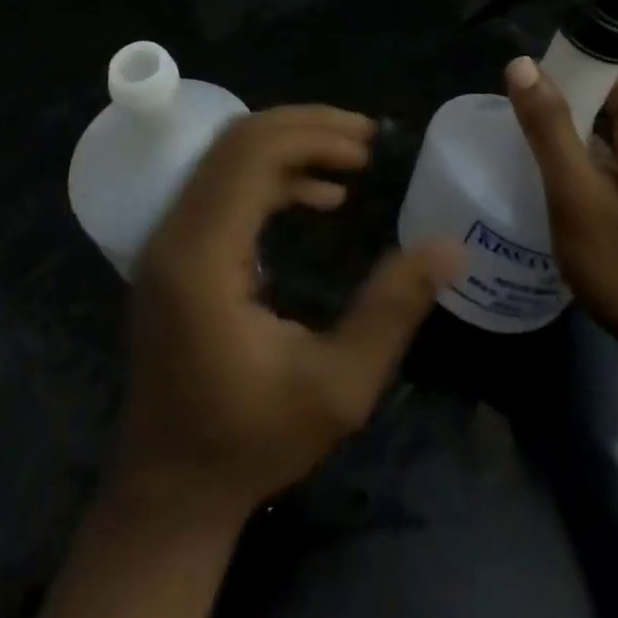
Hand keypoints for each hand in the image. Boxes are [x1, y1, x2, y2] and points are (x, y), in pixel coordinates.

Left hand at [115, 106, 463, 522]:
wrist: (170, 489)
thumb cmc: (252, 441)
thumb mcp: (339, 388)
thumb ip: (392, 310)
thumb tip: (449, 247)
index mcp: (202, 258)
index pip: (251, 155)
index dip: (313, 136)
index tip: (368, 147)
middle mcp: (175, 233)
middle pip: (236, 141)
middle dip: (305, 127)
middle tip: (365, 139)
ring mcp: (167, 239)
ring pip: (227, 156)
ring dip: (289, 145)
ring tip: (350, 159)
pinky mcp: (174, 250)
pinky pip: (222, 184)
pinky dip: (271, 174)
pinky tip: (318, 196)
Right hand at [506, 59, 617, 360]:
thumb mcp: (576, 194)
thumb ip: (549, 127)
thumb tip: (522, 64)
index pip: (611, 74)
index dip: (568, 68)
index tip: (524, 83)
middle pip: (614, 103)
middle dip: (567, 103)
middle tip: (519, 119)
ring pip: (617, 137)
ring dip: (577, 136)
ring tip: (531, 149)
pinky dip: (593, 164)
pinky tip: (564, 187)